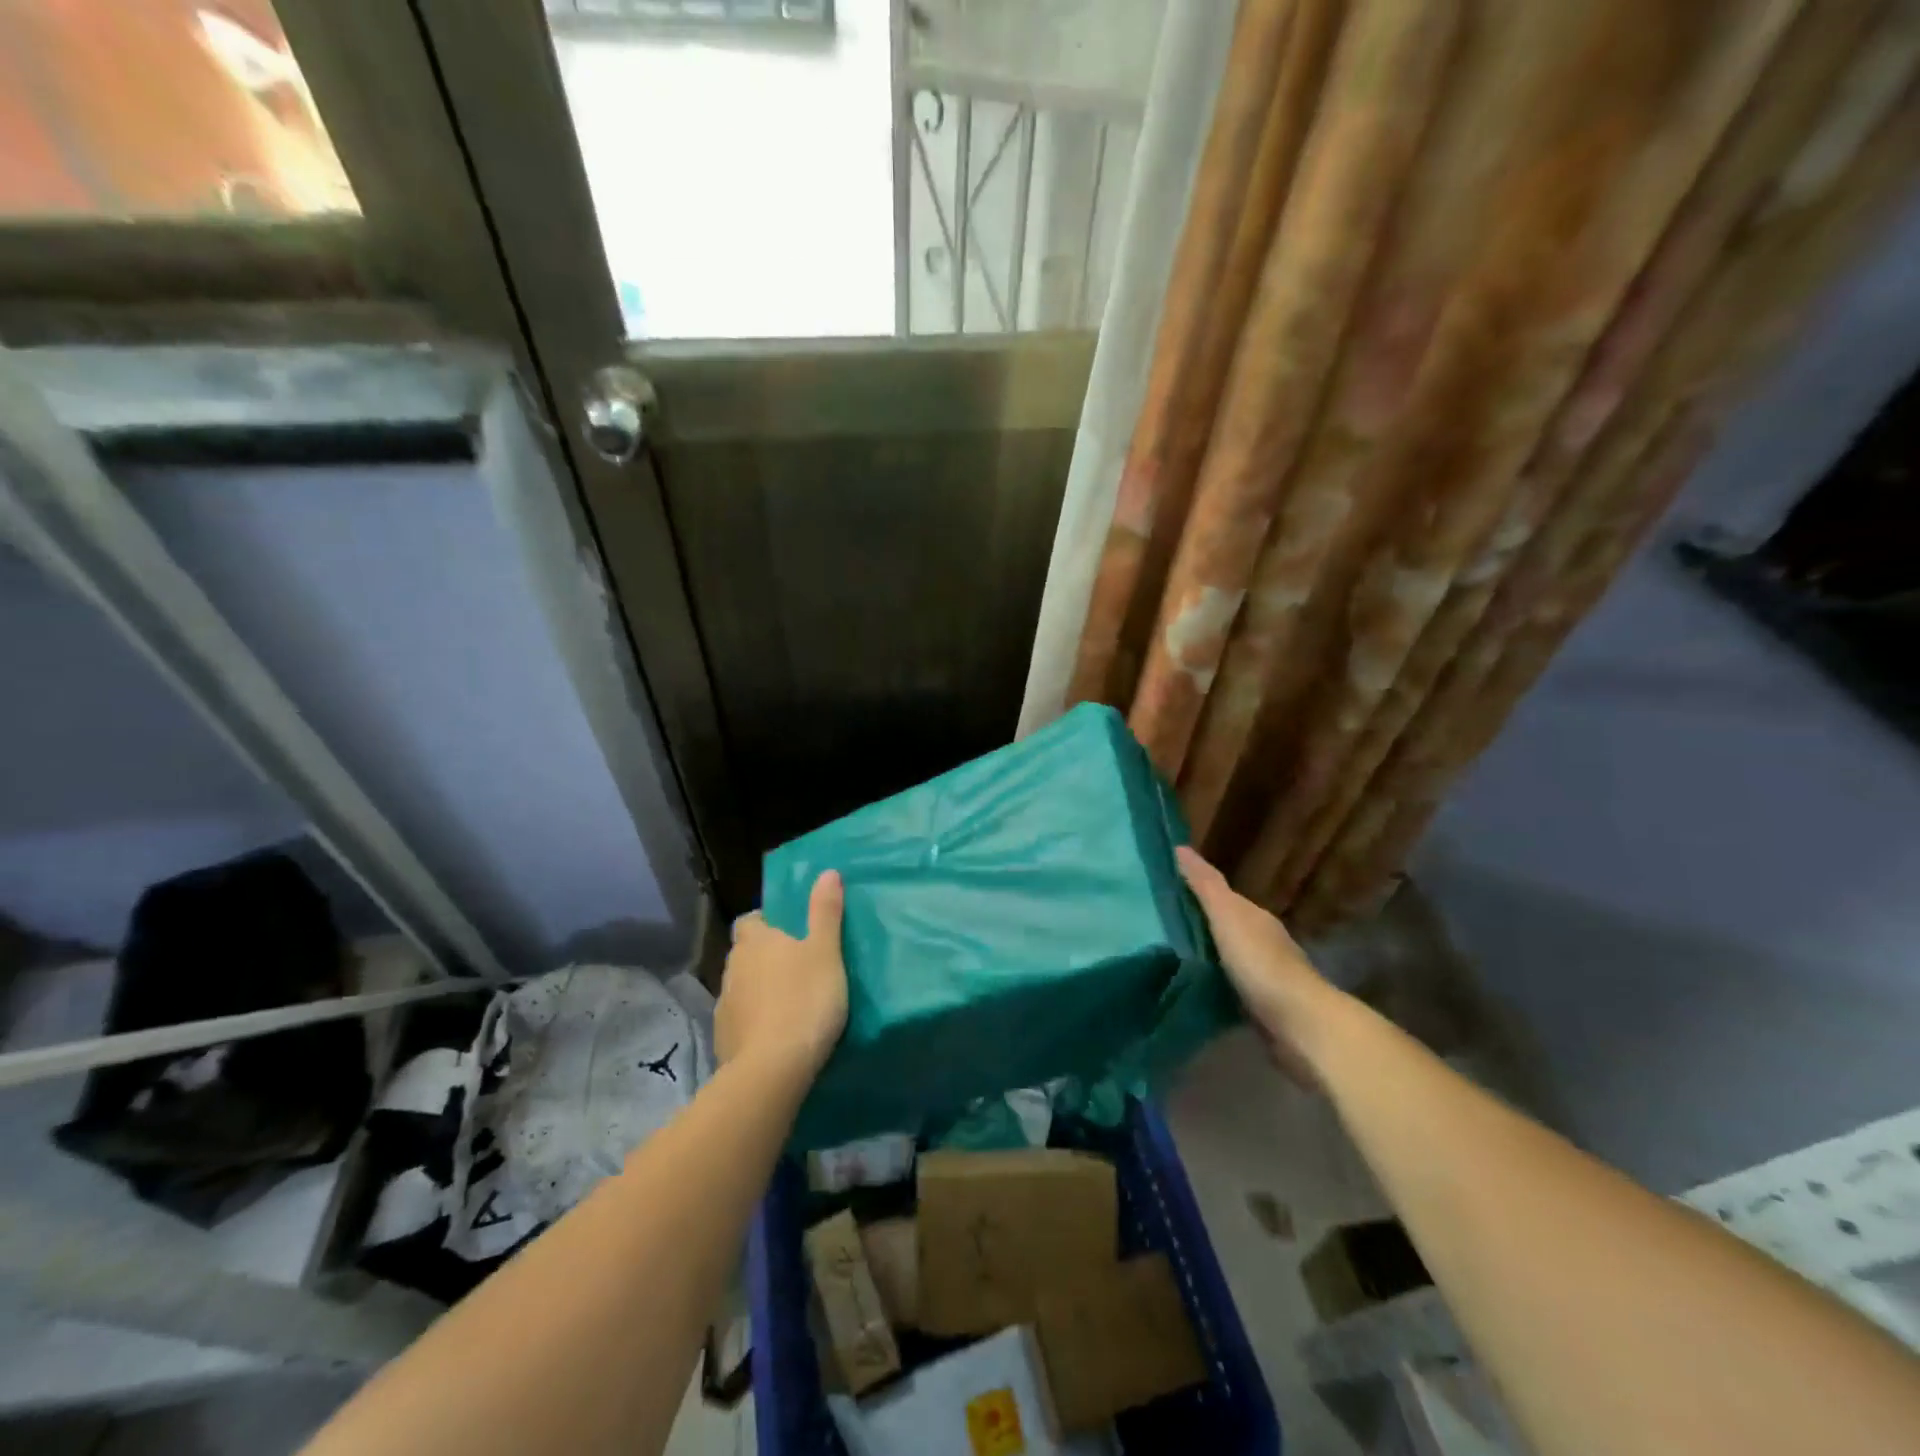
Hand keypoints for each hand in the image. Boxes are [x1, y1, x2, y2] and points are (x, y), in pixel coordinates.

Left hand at [716, 870, 848, 1079]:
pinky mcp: (723, 1039)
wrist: (772, 1070)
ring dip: (758, 989)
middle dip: (764, 956)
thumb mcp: (826, 951)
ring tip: (788, 1002)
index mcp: (755, 940)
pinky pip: (740, 1020)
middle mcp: (732, 967)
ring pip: (741, 986)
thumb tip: (826, 872)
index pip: (751, 920)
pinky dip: (753, 1021)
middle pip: (745, 953)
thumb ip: (825, 911)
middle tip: (796, 966)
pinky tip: (774, 1033)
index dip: (767, 922)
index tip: (789, 931)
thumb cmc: (805, 1000)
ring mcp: (724, 1005)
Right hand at [1176, 846, 1346, 1080]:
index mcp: (1255, 918)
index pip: (1222, 898)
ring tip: (1168, 958)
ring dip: (1205, 957)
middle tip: (1158, 925)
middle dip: (1198, 926)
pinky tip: (1193, 990)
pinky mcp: (1262, 1008)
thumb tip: (1180, 848)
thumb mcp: (1227, 915)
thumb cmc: (1260, 962)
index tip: (1162, 892)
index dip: (1195, 892)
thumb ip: (1205, 885)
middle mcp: (1263, 942)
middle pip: (1225, 928)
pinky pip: (1230, 988)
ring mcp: (1265, 978)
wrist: (1299, 1024)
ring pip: (1227, 959)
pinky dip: (1213, 985)